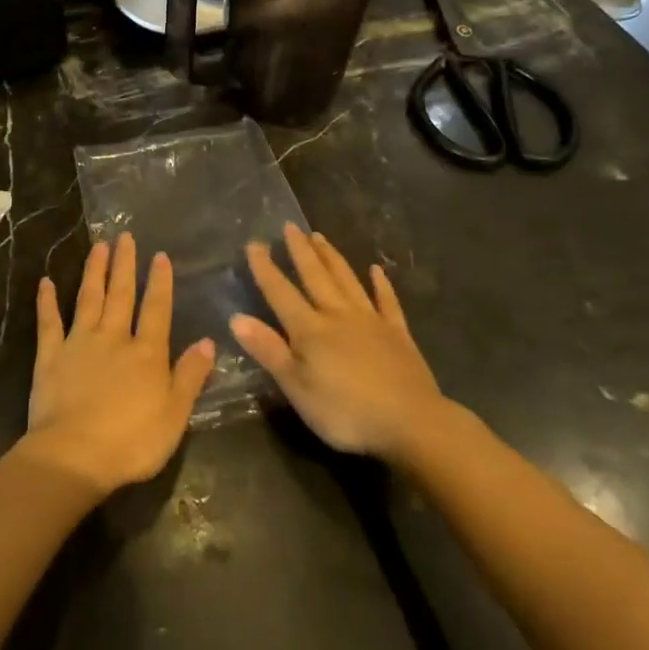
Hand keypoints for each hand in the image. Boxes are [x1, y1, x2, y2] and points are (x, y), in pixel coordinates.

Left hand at [23, 233, 215, 496]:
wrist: (74, 455)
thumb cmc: (132, 441)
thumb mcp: (175, 415)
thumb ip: (190, 376)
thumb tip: (209, 342)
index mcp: (147, 353)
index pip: (156, 309)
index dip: (159, 282)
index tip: (159, 255)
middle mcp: (114, 338)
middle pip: (121, 295)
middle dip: (124, 265)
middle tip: (124, 236)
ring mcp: (79, 343)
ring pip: (88, 298)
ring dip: (94, 271)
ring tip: (98, 246)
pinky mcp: (50, 356)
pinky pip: (49, 322)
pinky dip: (47, 301)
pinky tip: (45, 282)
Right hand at [234, 225, 455, 463]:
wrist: (411, 423)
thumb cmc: (346, 412)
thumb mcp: (297, 388)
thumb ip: (268, 351)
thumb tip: (236, 318)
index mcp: (310, 329)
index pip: (281, 293)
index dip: (265, 268)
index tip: (254, 243)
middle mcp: (338, 315)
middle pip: (315, 277)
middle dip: (300, 251)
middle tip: (290, 226)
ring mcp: (371, 321)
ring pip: (347, 281)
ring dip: (332, 258)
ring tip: (319, 236)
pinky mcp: (398, 334)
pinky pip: (387, 302)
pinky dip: (381, 284)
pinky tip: (376, 270)